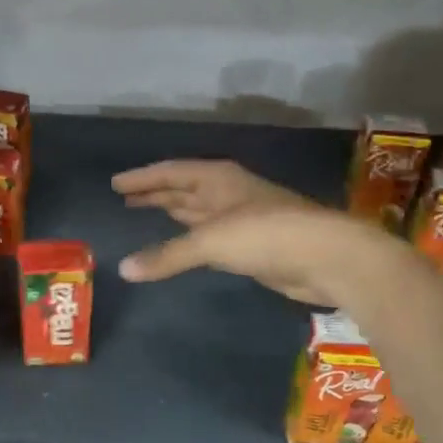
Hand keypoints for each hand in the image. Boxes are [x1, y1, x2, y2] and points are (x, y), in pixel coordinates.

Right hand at [111, 159, 381, 307]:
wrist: (327, 257)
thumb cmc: (266, 234)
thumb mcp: (211, 241)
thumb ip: (167, 255)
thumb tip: (123, 269)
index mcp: (217, 178)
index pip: (170, 172)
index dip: (142, 178)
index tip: (115, 184)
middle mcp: (226, 193)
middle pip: (182, 189)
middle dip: (155, 193)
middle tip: (124, 199)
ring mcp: (240, 218)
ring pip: (196, 212)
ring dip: (172, 212)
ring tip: (143, 214)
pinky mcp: (251, 246)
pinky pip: (208, 237)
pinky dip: (189, 238)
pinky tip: (180, 244)